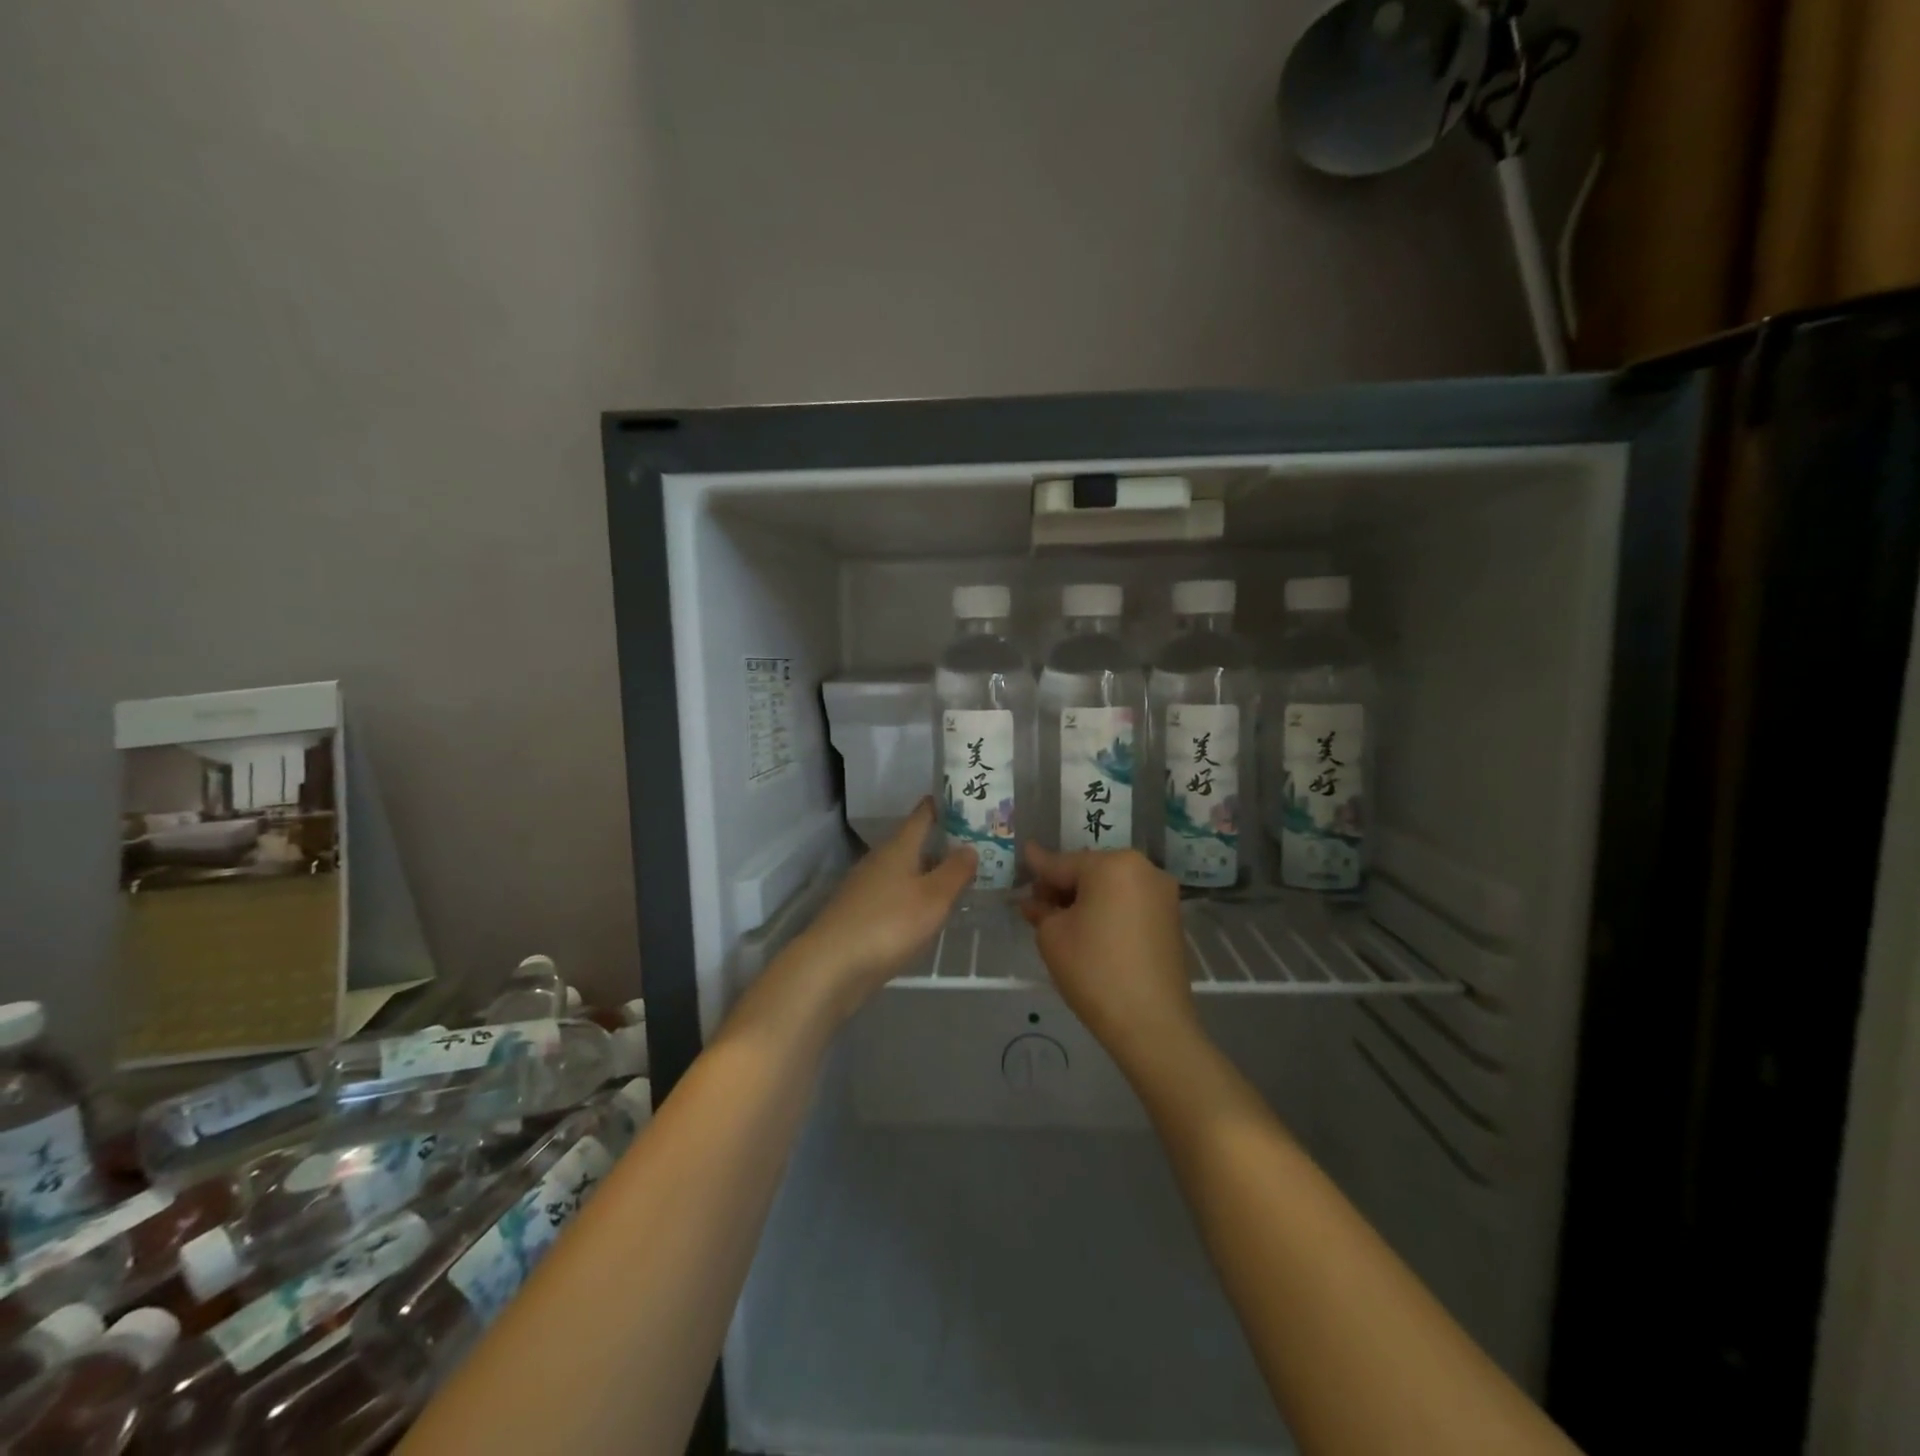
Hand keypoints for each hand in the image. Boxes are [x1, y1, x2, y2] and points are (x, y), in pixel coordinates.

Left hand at [788, 799, 974, 1020]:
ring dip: (929, 873)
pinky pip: (895, 896)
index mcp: (898, 848)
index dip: (943, 805)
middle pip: (914, 844)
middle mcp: (879, 861)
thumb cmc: (888, 924)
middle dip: (942, 844)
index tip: (965, 799)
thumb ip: (955, 871)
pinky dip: (914, 897)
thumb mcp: (933, 897)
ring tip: (958, 880)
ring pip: (904, 871)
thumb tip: (970, 847)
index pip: (922, 815)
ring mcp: (866, 888)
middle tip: (976, 846)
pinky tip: (927, 913)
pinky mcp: (859, 915)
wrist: (831, 966)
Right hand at [1020, 843, 1199, 1070]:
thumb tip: (1036, 901)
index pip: (1062, 863)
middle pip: (1090, 871)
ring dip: (1086, 899)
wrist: (1151, 1023)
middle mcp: (1143, 868)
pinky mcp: (1171, 918)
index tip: (1024, 853)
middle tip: (1038, 906)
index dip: (1038, 865)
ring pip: (1111, 887)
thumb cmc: (1094, 970)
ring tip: (1062, 922)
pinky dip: (1109, 910)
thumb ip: (1041, 909)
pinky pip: (1129, 903)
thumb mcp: (1052, 936)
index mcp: (1113, 864)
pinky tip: (1091, 931)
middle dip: (1063, 886)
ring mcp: (1162, 893)